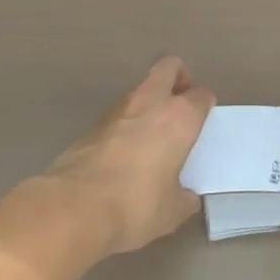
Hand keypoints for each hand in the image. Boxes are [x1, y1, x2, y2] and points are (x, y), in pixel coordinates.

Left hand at [41, 57, 214, 254]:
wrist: (74, 208)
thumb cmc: (135, 205)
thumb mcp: (172, 212)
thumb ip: (184, 197)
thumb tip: (186, 196)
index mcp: (179, 118)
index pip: (201, 96)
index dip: (205, 105)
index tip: (204, 120)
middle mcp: (151, 103)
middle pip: (169, 67)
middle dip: (178, 77)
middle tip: (181, 103)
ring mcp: (118, 110)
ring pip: (141, 89)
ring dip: (150, 102)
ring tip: (153, 134)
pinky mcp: (92, 125)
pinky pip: (119, 114)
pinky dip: (127, 124)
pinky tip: (126, 153)